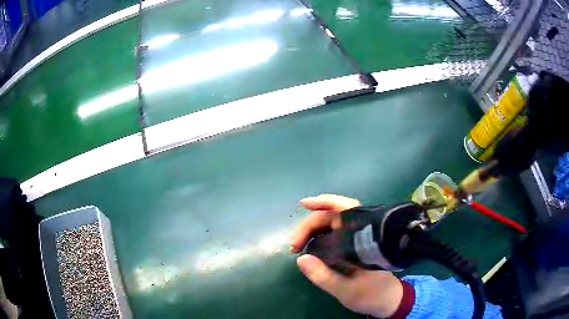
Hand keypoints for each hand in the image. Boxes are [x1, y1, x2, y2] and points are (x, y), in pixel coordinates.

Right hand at [290, 194, 402, 317]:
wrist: (388, 299)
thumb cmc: (372, 294)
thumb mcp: (346, 290)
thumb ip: (324, 276)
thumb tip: (301, 258)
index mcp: (365, 238)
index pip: (344, 210)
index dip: (324, 203)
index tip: (304, 206)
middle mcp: (361, 233)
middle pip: (334, 214)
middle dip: (310, 224)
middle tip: (294, 244)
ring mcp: (357, 238)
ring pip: (333, 222)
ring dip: (312, 227)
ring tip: (297, 243)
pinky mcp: (352, 246)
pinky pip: (334, 233)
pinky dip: (318, 234)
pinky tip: (308, 242)